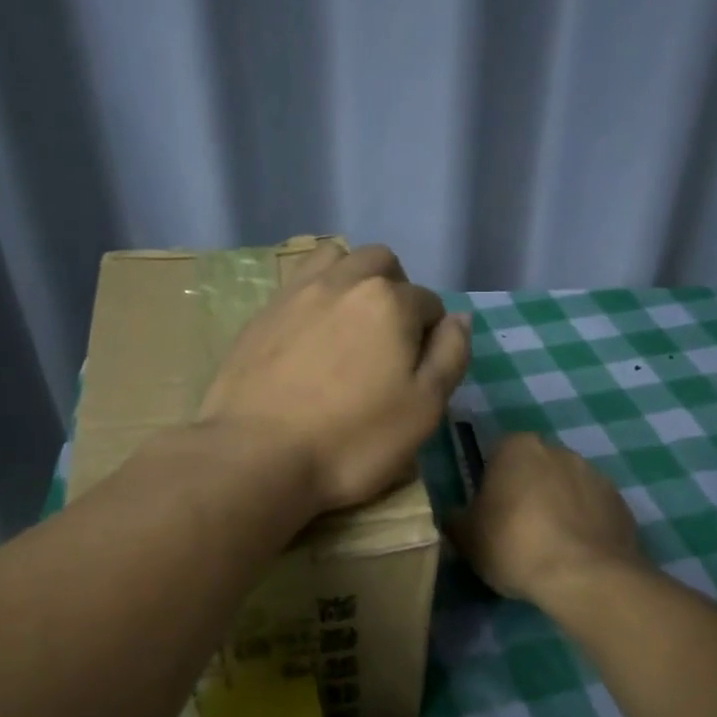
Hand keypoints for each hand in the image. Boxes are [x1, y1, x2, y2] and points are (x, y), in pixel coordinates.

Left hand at [199, 242, 471, 512]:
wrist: (257, 456)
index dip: (432, 337)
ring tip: (350, 324)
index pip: (430, 303)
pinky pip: (298, 283)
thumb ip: (450, 356)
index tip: (418, 372)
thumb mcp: (423, 409)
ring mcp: (296, 293)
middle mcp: (344, 282)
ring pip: (336, 259)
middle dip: (396, 291)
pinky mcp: (261, 314)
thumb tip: (459, 318)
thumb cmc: (352, 441)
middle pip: (382, 264)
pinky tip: (310, 334)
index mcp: (390, 301)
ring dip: (353, 279)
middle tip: (389, 341)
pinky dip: (315, 295)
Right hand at [450, 433, 646, 603]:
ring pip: (566, 489)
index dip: (491, 484)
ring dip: (558, 508)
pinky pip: (593, 512)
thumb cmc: (514, 545)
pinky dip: (584, 527)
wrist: (586, 577)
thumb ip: (457, 519)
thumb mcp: (466, 537)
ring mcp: (596, 475)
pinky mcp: (621, 505)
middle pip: (534, 469)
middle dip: (527, 492)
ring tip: (549, 549)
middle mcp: (558, 450)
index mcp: (517, 447)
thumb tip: (457, 517)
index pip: (496, 455)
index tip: (489, 514)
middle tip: (516, 532)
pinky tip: (575, 557)